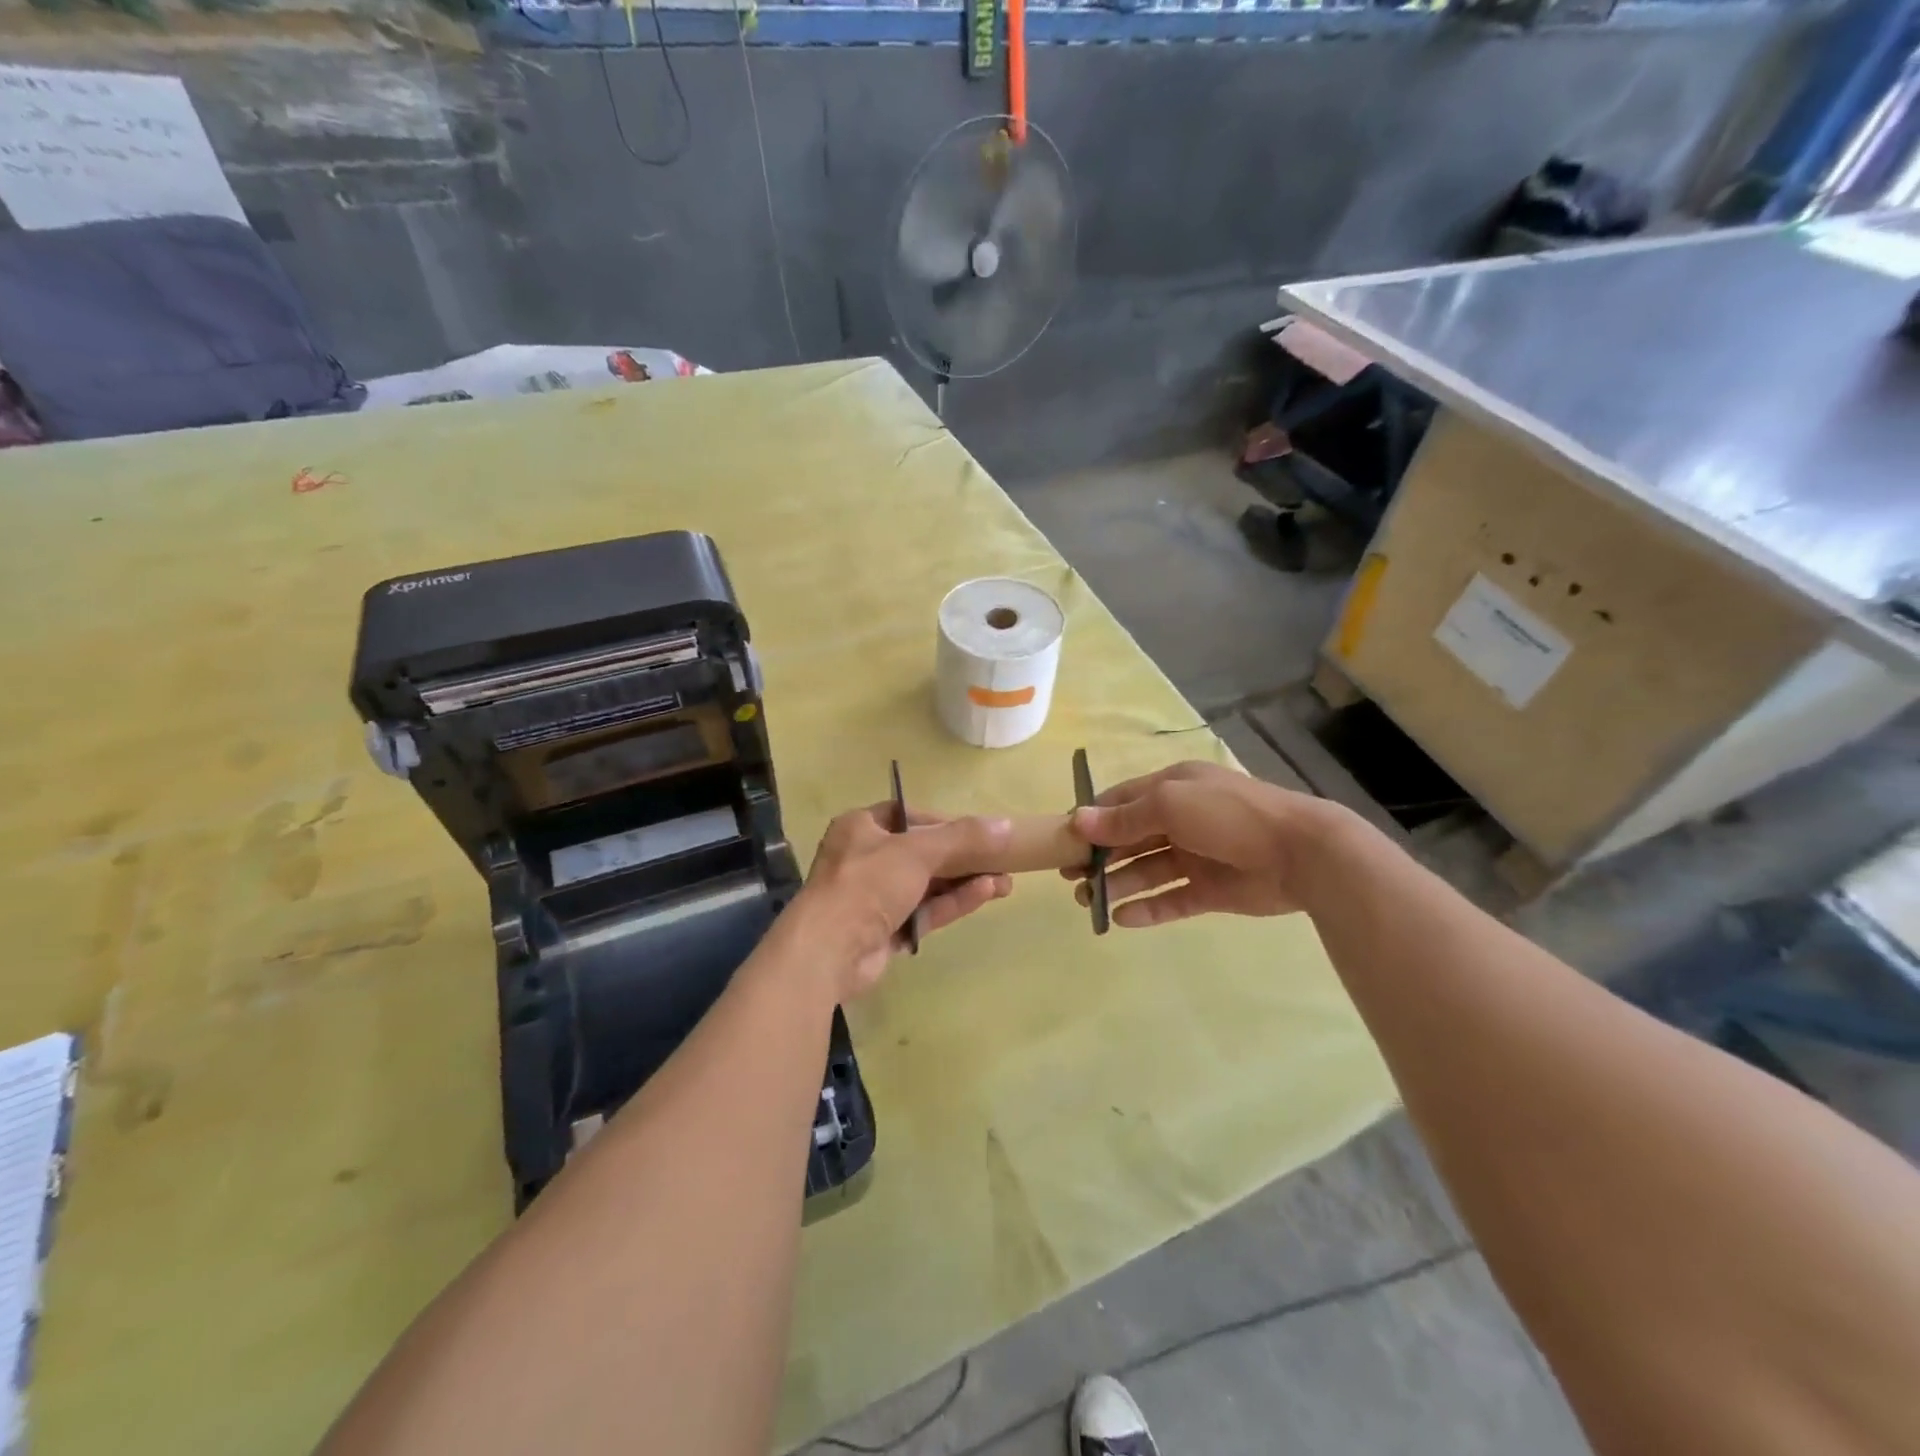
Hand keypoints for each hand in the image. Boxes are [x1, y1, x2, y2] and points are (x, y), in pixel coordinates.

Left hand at [789, 804, 1013, 1001]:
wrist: (828, 952)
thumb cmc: (867, 884)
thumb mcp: (918, 851)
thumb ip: (963, 837)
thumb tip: (1006, 825)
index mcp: (861, 828)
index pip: (908, 816)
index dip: (943, 821)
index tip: (977, 831)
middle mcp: (865, 859)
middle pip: (922, 852)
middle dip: (963, 857)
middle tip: (1002, 860)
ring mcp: (875, 898)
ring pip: (928, 884)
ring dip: (964, 881)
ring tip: (1006, 882)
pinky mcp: (885, 930)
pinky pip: (925, 910)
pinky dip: (953, 902)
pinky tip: (986, 894)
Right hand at [1062, 760, 1335, 928]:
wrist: (1302, 853)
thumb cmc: (1229, 815)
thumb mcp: (1171, 805)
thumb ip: (1124, 817)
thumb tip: (1078, 821)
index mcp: (1173, 788)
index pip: (1122, 801)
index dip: (1093, 819)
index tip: (1064, 841)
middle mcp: (1181, 820)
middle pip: (1131, 838)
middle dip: (1100, 857)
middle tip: (1070, 879)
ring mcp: (1196, 856)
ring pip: (1147, 871)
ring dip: (1118, 884)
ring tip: (1089, 903)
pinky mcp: (1210, 890)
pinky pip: (1170, 900)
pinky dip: (1147, 909)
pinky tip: (1121, 920)